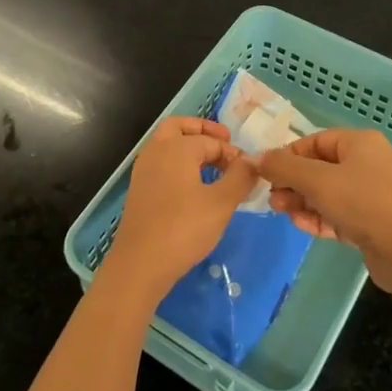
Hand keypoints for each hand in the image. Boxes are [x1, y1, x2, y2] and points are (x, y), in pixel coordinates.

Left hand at [101, 118, 256, 304]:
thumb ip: (240, 177)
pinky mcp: (139, 189)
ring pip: (167, 145)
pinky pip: (161, 163)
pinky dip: (178, 164)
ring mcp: (144, 169)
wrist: (141, 262)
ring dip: (189, 147)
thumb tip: (252, 161)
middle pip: (179, 127)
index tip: (248, 172)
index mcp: (176, 146)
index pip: (211, 140)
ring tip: (213, 167)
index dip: (233, 154)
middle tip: (225, 142)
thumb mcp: (222, 203)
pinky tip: (194, 186)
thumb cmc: (184, 228)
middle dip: (203, 131)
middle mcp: (156, 150)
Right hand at [257, 129, 391, 292]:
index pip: (315, 141)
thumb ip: (283, 167)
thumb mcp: (317, 181)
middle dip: (293, 183)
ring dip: (303, 201)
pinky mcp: (374, 221)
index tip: (266, 173)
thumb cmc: (362, 203)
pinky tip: (302, 226)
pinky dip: (320, 217)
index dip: (288, 156)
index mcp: (360, 143)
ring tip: (282, 212)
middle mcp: (369, 163)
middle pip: (320, 167)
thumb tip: (256, 157)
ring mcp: (374, 194)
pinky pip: (340, 213)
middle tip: (272, 198)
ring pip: (328, 192)